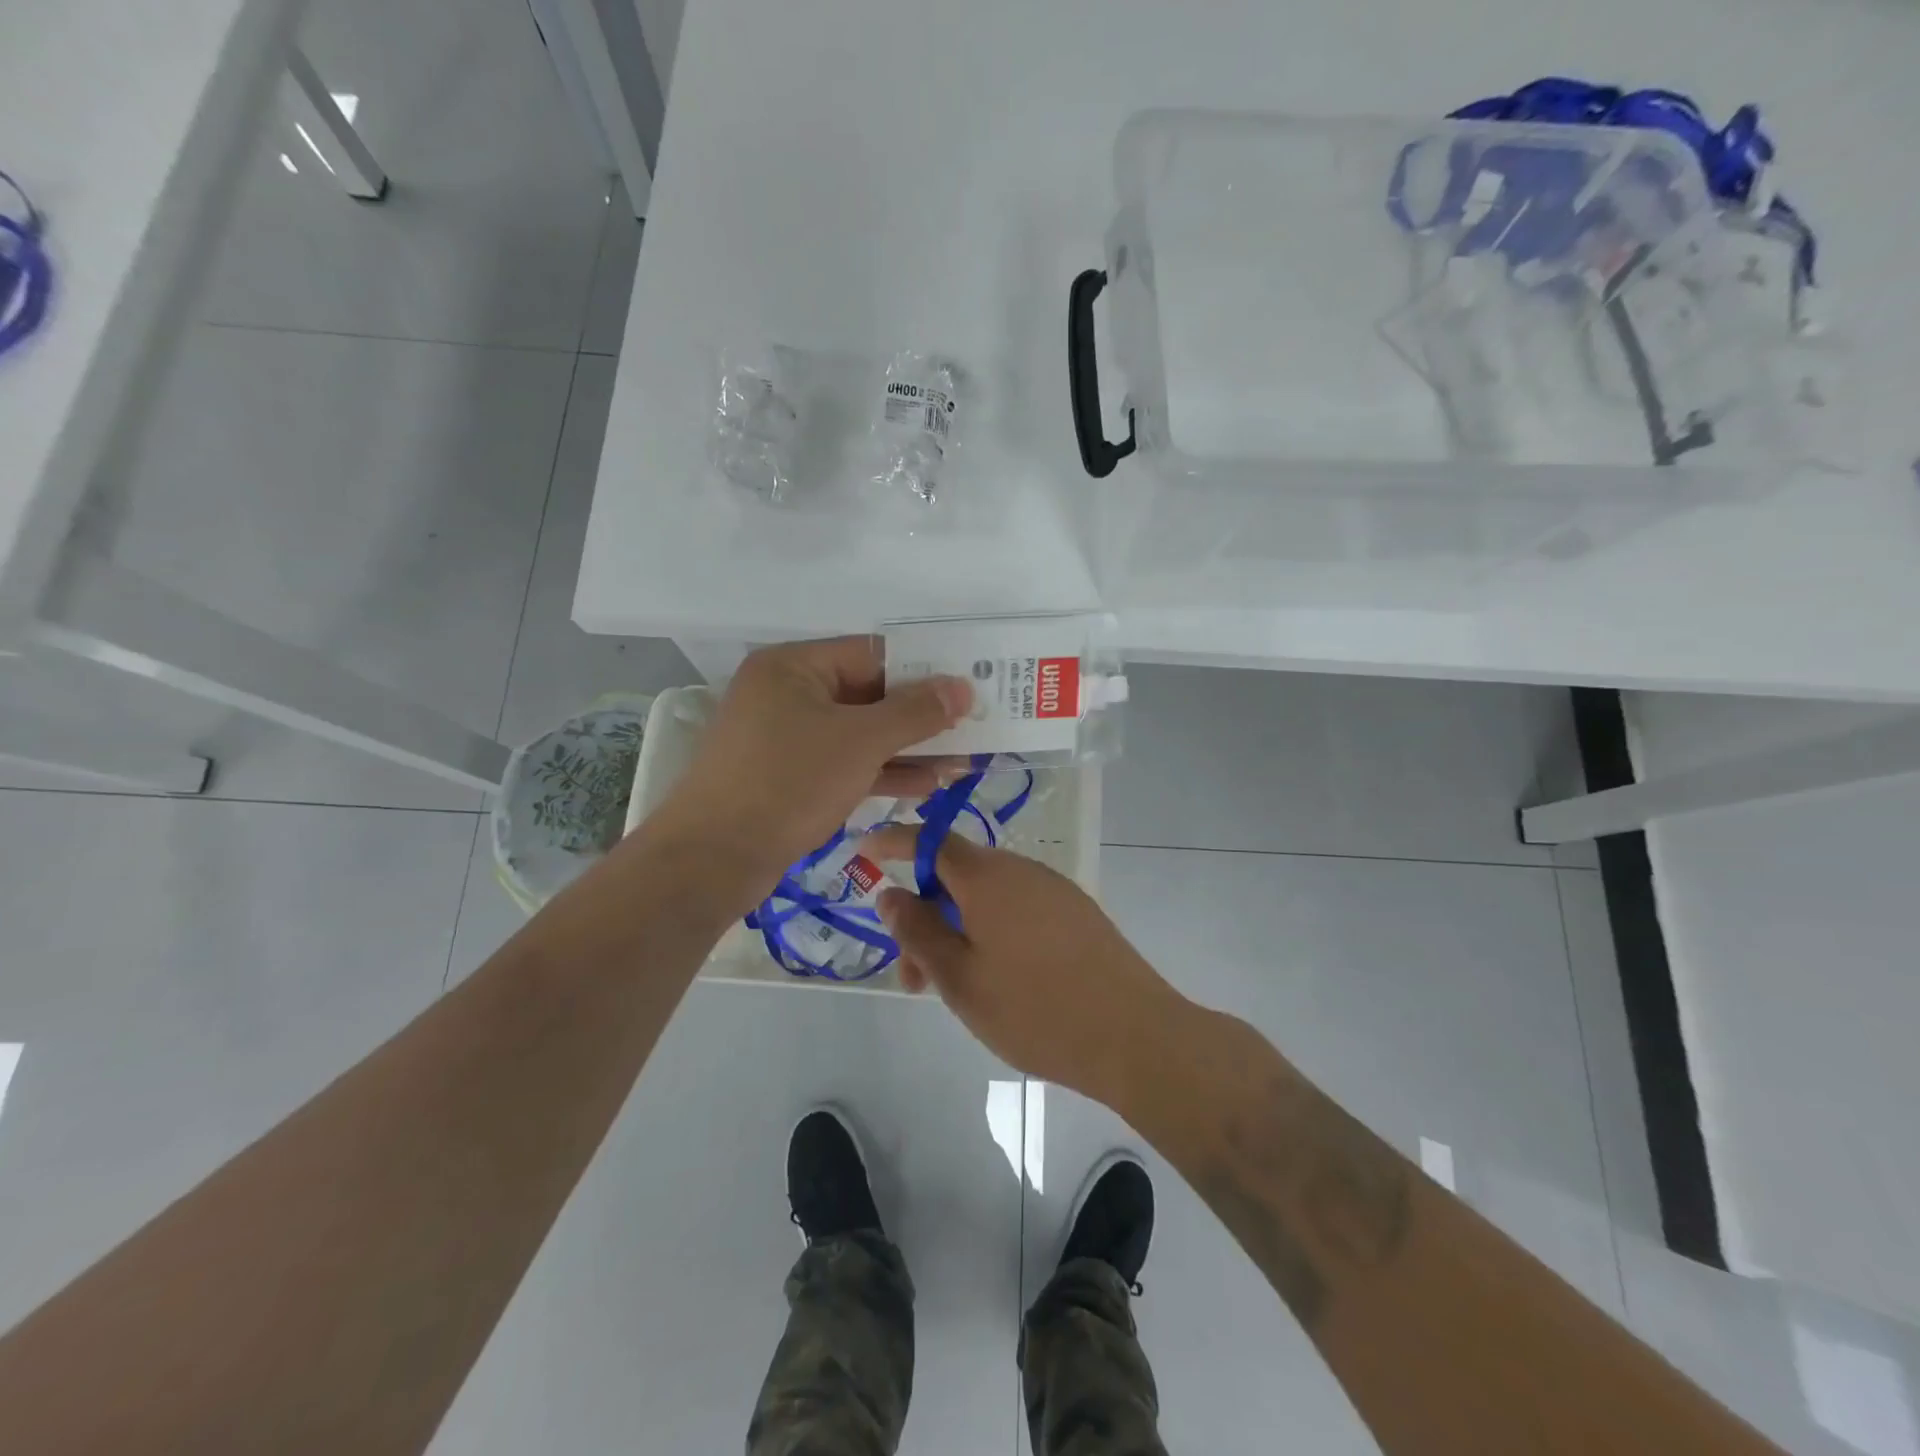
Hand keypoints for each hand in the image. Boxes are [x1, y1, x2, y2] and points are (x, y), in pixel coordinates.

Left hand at [659, 637, 969, 894]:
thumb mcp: (860, 742)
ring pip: (860, 734)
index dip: (924, 671)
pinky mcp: (790, 776)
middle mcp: (788, 693)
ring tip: (961, 762)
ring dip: (909, 748)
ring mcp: (787, 737)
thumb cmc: (788, 783)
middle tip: (973, 728)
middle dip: (922, 717)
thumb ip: (915, 712)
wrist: (714, 859)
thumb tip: (961, 687)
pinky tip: (927, 785)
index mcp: (794, 666)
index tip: (969, 688)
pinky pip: (845, 762)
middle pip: (869, 695)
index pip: (873, 655)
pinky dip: (882, 771)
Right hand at [863, 826, 1186, 1103]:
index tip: (865, 848)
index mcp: (987, 877)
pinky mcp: (1077, 914)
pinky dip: (992, 932)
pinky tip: (997, 978)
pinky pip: (1018, 909)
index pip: (930, 841)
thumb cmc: (1034, 1009)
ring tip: (954, 989)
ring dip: (958, 931)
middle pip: (958, 877)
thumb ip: (918, 931)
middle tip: (913, 977)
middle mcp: (1021, 871)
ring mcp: (1054, 890)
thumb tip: (890, 892)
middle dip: (926, 917)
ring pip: (988, 898)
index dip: (894, 841)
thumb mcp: (959, 978)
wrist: (1135, 1036)